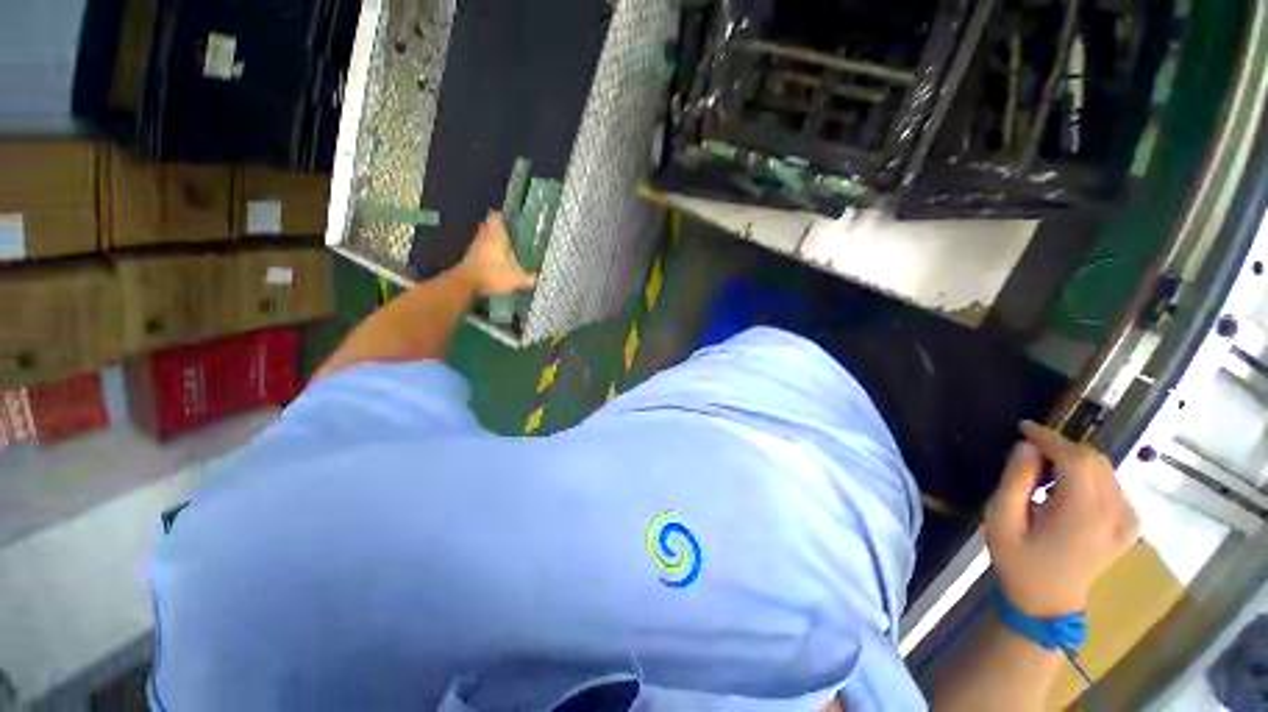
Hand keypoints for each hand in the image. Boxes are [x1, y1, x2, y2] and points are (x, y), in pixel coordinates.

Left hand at [458, 212, 536, 296]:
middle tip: (513, 234)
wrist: (466, 284)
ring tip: (507, 247)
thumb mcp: (517, 279)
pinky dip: (488, 250)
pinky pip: (481, 247)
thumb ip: (530, 278)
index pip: (496, 216)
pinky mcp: (470, 256)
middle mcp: (485, 236)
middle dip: (500, 228)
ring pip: (485, 236)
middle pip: (490, 225)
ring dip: (493, 239)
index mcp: (496, 235)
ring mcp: (475, 246)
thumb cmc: (493, 275)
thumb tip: (542, 277)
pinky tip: (497, 259)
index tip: (513, 219)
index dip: (503, 215)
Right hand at [985, 421, 1139, 617]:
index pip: (1076, 459)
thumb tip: (1027, 447)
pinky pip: (1111, 484)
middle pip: (1094, 460)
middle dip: (1061, 448)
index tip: (1024, 427)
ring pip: (1105, 470)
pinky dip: (1088, 475)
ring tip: (1044, 470)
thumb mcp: (1002, 520)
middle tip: (1029, 452)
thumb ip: (1015, 480)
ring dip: (1074, 461)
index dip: (1050, 438)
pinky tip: (1067, 488)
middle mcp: (1115, 514)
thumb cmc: (1019, 562)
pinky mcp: (1130, 525)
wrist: (1048, 604)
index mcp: (1084, 515)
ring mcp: (1128, 521)